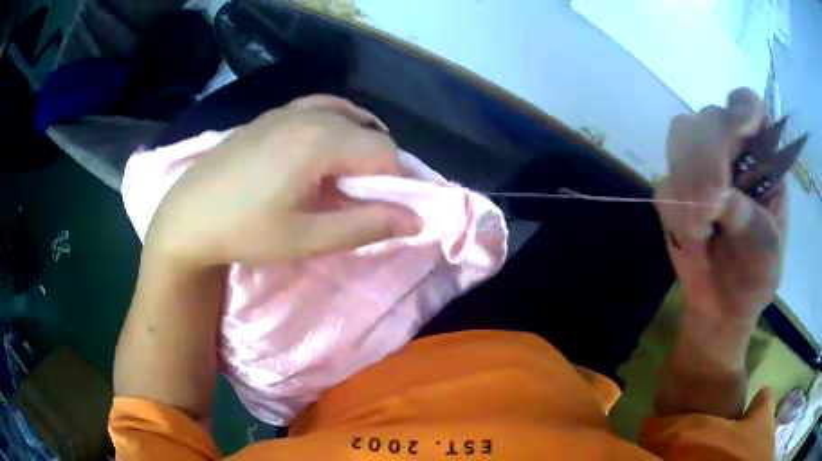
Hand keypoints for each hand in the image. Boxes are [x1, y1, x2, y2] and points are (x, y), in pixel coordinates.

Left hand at [146, 95, 420, 267]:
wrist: (188, 215)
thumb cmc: (245, 231)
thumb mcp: (308, 238)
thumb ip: (365, 225)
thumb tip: (415, 221)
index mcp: (320, 141)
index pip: (385, 152)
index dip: (398, 182)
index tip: (389, 209)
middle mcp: (309, 114)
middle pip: (369, 132)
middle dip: (379, 166)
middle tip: (365, 201)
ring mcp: (287, 109)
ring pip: (346, 116)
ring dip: (360, 143)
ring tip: (349, 175)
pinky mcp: (272, 114)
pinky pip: (319, 108)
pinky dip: (337, 124)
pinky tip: (326, 145)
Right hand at [655, 88, 784, 325]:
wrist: (723, 307)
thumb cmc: (757, 278)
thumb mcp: (769, 254)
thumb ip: (754, 223)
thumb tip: (720, 198)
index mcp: (762, 158)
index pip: (748, 106)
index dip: (742, 108)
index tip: (741, 130)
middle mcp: (732, 150)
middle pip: (709, 117)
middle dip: (707, 157)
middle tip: (710, 209)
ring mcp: (700, 166)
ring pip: (681, 139)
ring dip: (687, 185)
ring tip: (701, 232)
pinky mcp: (675, 188)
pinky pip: (664, 184)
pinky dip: (675, 214)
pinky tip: (691, 239)